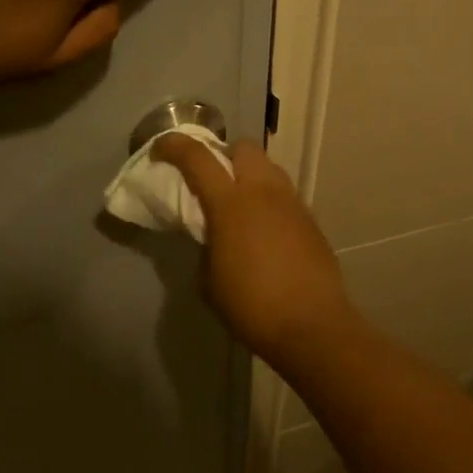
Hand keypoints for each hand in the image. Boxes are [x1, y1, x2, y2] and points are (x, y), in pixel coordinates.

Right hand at [153, 135, 360, 369]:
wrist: (312, 326)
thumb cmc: (251, 306)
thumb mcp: (209, 281)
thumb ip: (206, 247)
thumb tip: (214, 238)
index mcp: (231, 203)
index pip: (197, 157)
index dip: (174, 146)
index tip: (159, 150)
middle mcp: (263, 192)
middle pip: (243, 148)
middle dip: (223, 155)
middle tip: (210, 180)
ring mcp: (292, 203)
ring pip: (268, 167)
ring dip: (249, 175)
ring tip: (239, 205)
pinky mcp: (310, 220)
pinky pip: (284, 194)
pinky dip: (268, 200)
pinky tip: (263, 230)